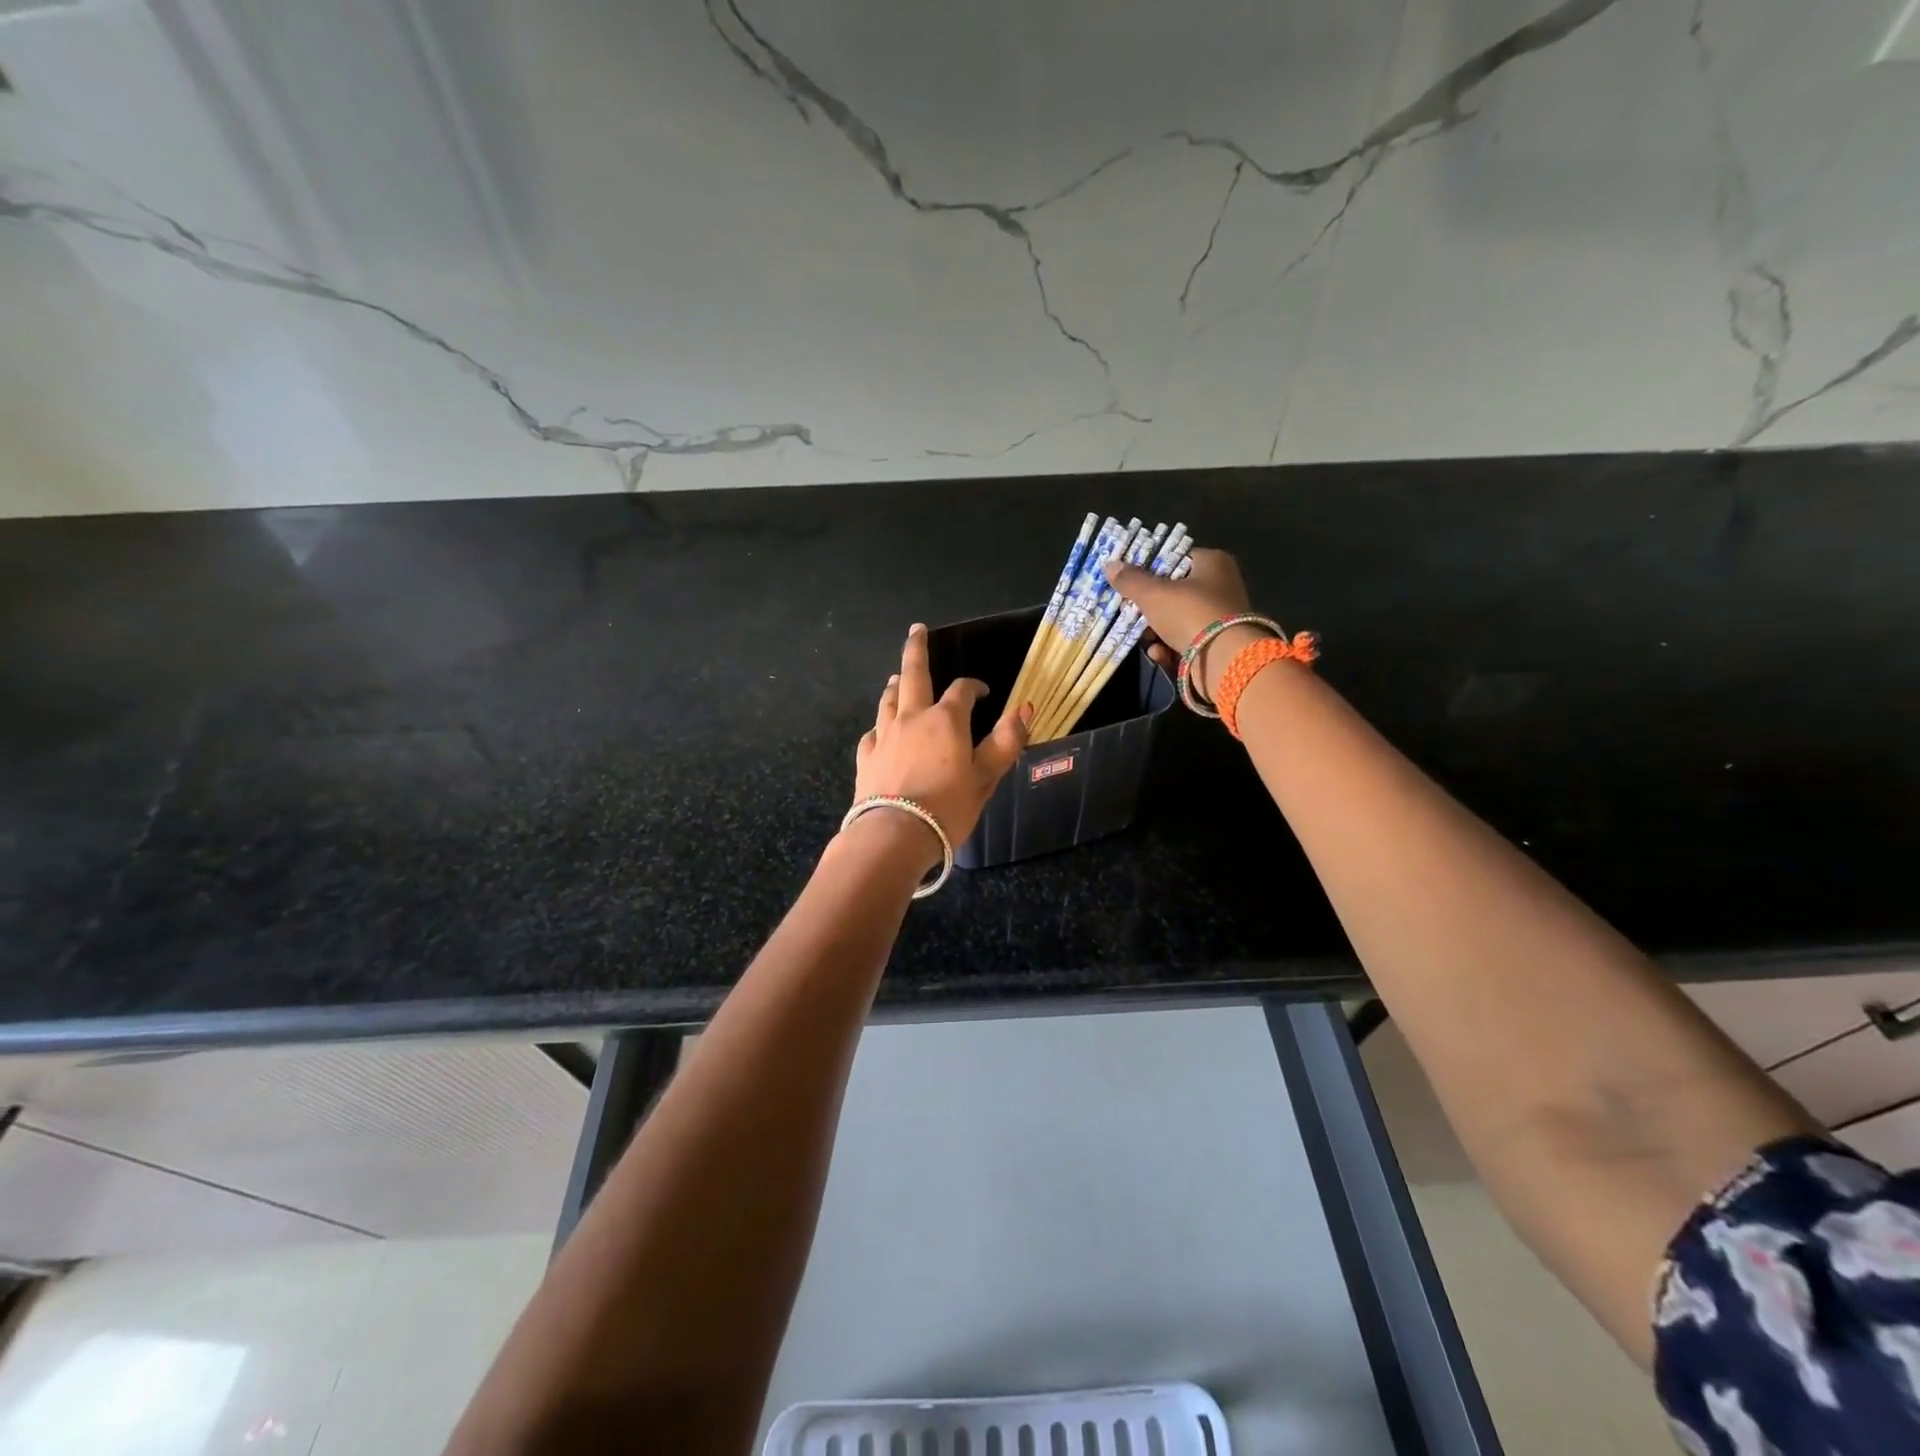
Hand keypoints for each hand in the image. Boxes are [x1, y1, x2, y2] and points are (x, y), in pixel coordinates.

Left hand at [853, 623, 1031, 858]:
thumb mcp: (986, 777)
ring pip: (889, 700)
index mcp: (945, 720)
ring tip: (898, 678)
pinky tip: (881, 730)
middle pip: (913, 674)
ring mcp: (884, 735)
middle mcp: (912, 718)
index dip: (974, 687)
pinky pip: (873, 732)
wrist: (894, 835)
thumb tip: (1025, 708)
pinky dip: (881, 725)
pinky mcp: (866, 757)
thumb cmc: (948, 807)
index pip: (963, 691)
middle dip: (916, 649)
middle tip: (916, 629)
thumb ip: (1005, 742)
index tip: (983, 692)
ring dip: (896, 684)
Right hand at [1104, 548, 1259, 701]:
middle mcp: (1220, 585)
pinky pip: (1186, 640)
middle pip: (1174, 591)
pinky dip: (1170, 647)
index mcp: (1212, 562)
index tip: (1129, 581)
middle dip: (1150, 606)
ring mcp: (1220, 616)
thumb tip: (1109, 565)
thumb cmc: (1190, 614)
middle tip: (1131, 612)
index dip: (1151, 568)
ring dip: (1156, 631)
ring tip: (1145, 639)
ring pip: (1177, 618)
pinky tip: (1159, 654)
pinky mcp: (1217, 643)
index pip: (1176, 558)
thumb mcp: (1153, 594)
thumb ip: (1130, 580)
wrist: (1224, 660)